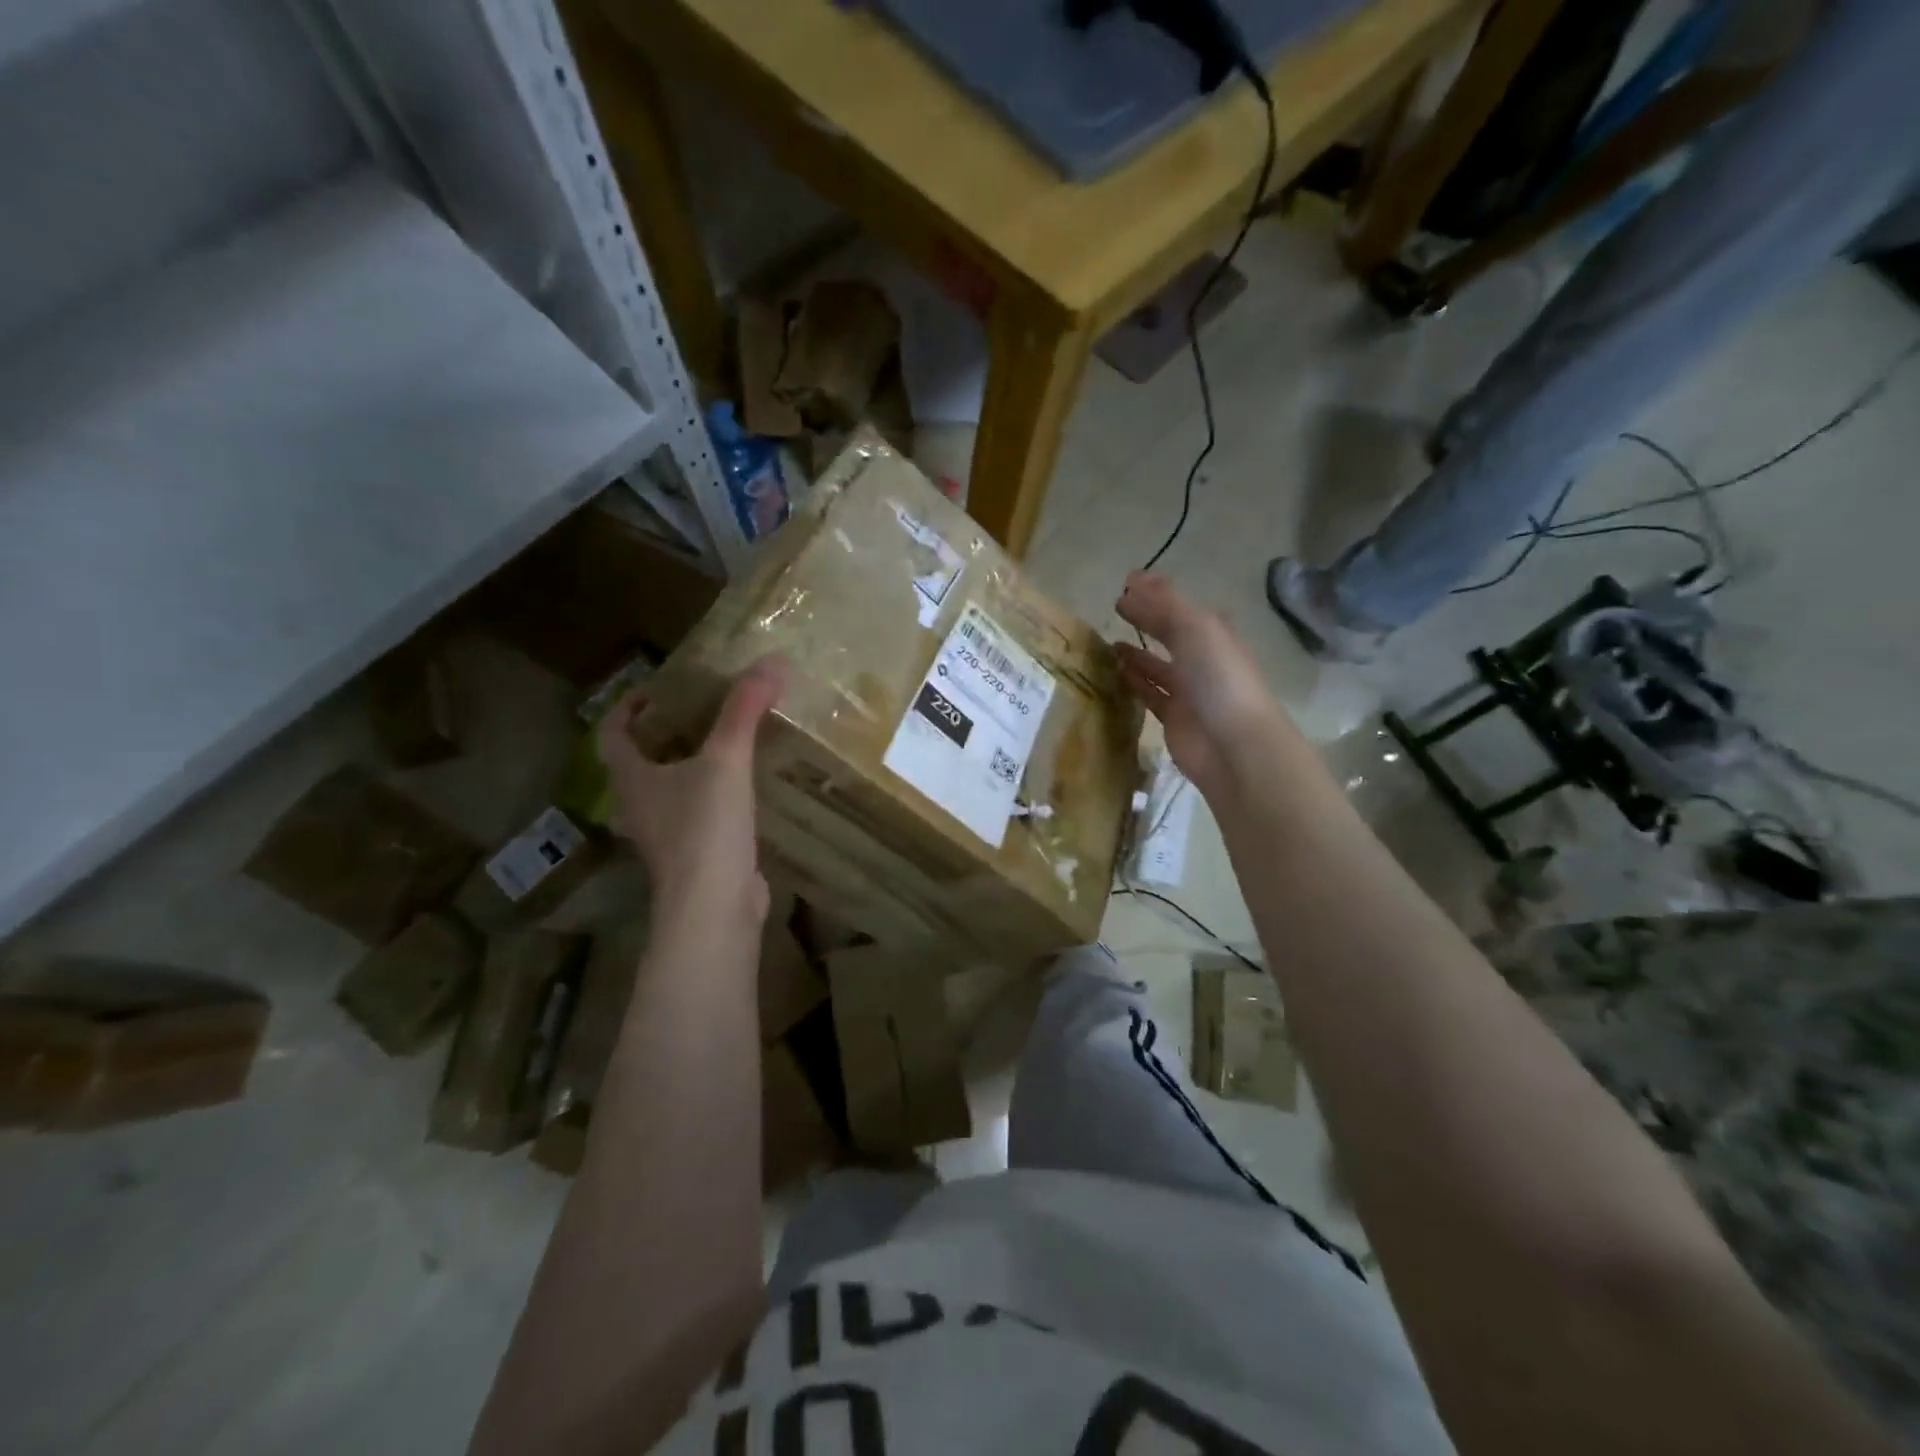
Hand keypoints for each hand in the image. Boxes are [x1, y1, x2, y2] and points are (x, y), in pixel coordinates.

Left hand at [596, 654, 787, 922]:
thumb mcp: (726, 760)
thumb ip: (745, 710)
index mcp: (632, 778)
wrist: (713, 908)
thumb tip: (772, 661)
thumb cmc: (704, 829)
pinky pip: (696, 814)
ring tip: (725, 742)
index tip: (657, 689)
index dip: (627, 707)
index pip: (612, 733)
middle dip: (665, 733)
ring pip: (669, 789)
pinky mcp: (693, 856)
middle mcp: (639, 806)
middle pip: (640, 760)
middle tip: (700, 709)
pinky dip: (712, 795)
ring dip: (689, 765)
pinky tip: (744, 789)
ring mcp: (665, 835)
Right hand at [1115, 573, 1295, 796]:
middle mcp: (1202, 658)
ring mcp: (1188, 690)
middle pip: (1170, 633)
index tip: (1125, 584)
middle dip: (1146, 620)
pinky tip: (1114, 673)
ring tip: (1107, 643)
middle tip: (1114, 610)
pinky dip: (1134, 682)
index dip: (1155, 593)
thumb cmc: (1218, 679)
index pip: (1179, 606)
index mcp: (1212, 632)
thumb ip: (1162, 605)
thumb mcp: (1193, 629)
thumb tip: (1131, 581)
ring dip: (1136, 653)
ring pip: (1157, 665)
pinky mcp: (1174, 717)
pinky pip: (1150, 694)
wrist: (1234, 745)